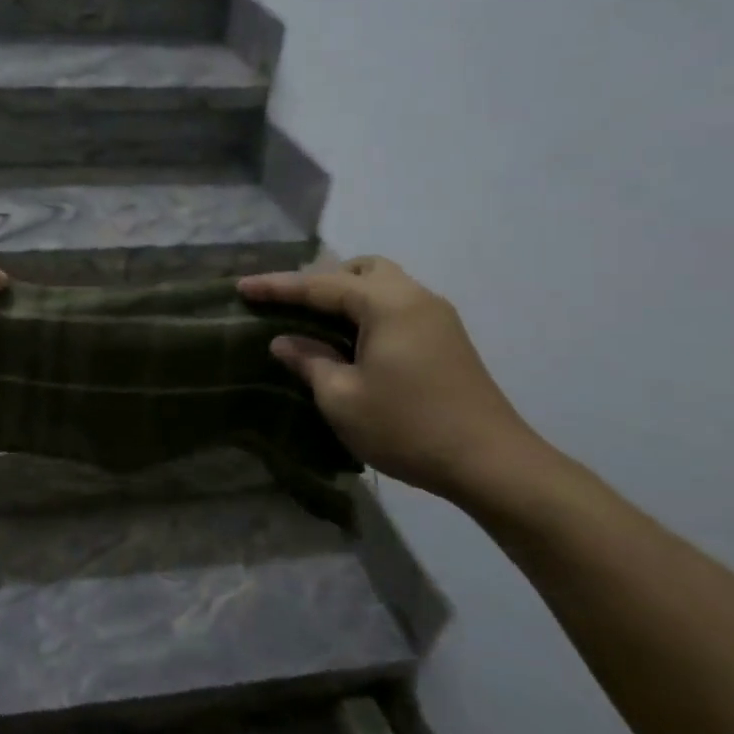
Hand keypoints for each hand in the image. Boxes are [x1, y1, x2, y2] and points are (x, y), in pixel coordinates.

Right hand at [239, 257, 548, 504]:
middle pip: (361, 269)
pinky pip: (397, 307)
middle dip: (320, 280)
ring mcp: (437, 318)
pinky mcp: (447, 339)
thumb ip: (309, 361)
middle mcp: (415, 298)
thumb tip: (285, 341)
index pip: (321, 285)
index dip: (277, 286)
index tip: (241, 287)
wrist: (491, 464)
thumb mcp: (341, 398)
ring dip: (346, 296)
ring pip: (383, 285)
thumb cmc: (407, 427)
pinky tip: (351, 342)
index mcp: (387, 304)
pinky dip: (367, 312)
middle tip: (289, 306)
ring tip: (316, 323)